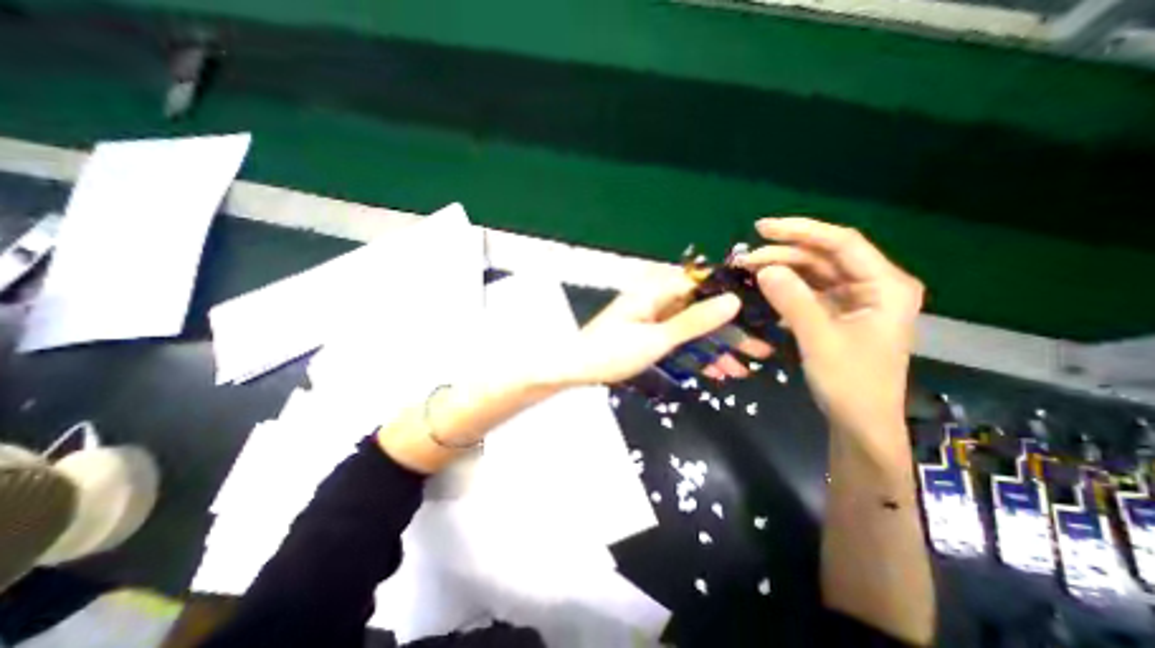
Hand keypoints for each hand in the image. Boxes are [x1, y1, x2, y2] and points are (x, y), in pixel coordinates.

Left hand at [557, 267, 765, 386]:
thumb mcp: (657, 339)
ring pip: (691, 329)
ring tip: (743, 369)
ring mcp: (652, 319)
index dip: (731, 296)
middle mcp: (656, 300)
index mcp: (656, 291)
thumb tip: (733, 301)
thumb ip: (694, 321)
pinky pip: (677, 341)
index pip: (702, 284)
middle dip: (728, 331)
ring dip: (714, 348)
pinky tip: (715, 372)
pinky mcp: (648, 335)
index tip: (759, 311)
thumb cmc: (612, 352)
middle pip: (700, 310)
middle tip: (760, 350)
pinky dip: (694, 355)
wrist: (575, 369)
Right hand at [734, 221, 926, 462]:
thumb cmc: (850, 382)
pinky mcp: (837, 312)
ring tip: (748, 270)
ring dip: (780, 268)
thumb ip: (793, 301)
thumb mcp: (819, 339)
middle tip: (744, 259)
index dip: (801, 231)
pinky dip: (785, 287)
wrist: (859, 420)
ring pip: (813, 272)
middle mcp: (872, 285)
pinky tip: (763, 287)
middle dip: (783, 253)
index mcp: (885, 285)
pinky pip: (808, 290)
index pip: (841, 243)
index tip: (762, 228)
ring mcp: (854, 298)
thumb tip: (764, 268)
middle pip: (824, 256)